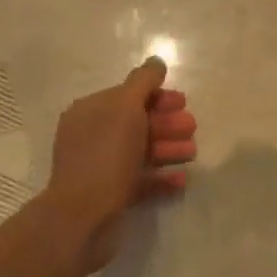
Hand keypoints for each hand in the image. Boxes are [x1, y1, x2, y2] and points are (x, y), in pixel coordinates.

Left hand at [43, 57, 196, 269]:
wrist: (84, 215)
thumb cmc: (106, 154)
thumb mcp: (126, 107)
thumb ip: (143, 82)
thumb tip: (156, 62)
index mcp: (90, 112)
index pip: (127, 95)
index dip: (157, 96)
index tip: (183, 103)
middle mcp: (92, 136)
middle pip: (137, 123)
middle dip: (167, 123)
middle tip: (192, 128)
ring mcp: (100, 167)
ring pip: (141, 151)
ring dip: (169, 148)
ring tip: (192, 153)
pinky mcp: (110, 194)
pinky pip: (141, 180)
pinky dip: (161, 177)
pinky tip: (181, 179)